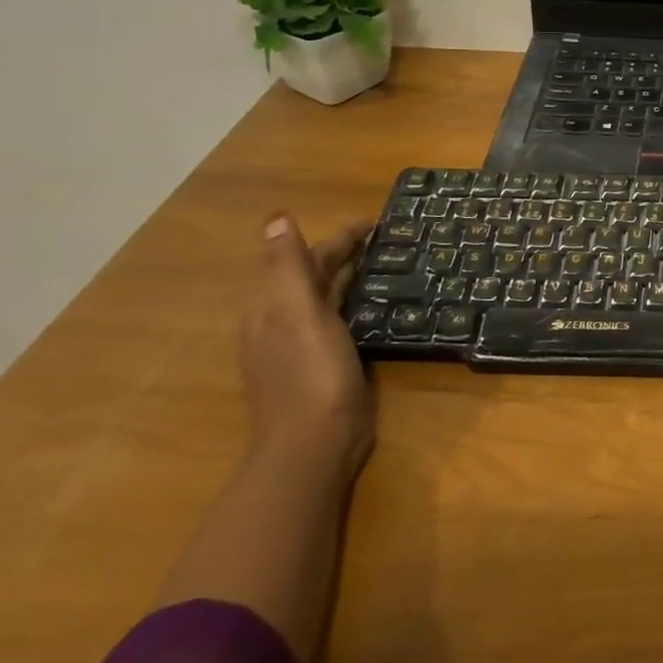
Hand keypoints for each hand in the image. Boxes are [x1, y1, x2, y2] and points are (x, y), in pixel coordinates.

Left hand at [239, 216, 374, 479]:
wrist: (315, 444)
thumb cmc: (309, 373)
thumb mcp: (296, 313)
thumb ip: (286, 265)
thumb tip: (276, 217)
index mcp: (272, 307)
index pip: (306, 258)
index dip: (339, 237)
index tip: (377, 222)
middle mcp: (283, 323)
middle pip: (315, 277)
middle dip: (347, 254)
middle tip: (390, 239)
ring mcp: (304, 347)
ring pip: (329, 299)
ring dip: (353, 277)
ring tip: (389, 263)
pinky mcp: (327, 365)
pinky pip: (342, 321)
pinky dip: (358, 304)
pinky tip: (379, 305)